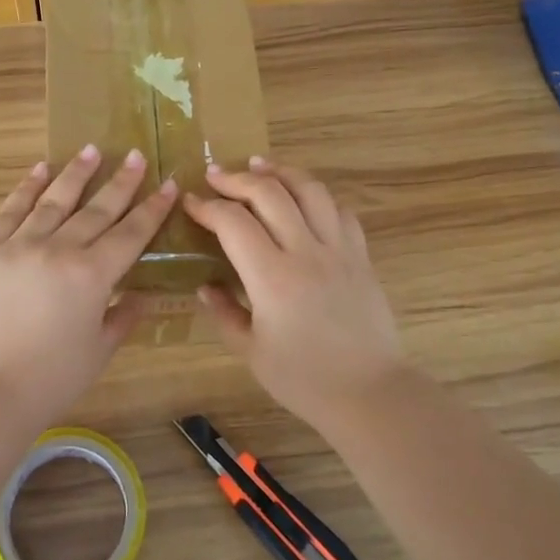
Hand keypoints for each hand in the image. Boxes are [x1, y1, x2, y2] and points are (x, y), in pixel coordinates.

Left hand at [0, 145, 176, 426]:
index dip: (152, 208)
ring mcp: (19, 246)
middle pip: (97, 209)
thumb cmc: (52, 378)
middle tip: (135, 154)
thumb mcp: (100, 349)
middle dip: (120, 181)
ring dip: (75, 174)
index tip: (168, 183)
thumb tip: (143, 294)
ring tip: (91, 150)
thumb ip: (124, 316)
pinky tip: (40, 169)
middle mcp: (58, 250)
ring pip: (53, 200)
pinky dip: (26, 188)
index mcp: (92, 275)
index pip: (131, 233)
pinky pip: (10, 211)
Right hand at [182, 159, 408, 428]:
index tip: (190, 202)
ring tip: (260, 166)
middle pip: (270, 193)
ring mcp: (339, 250)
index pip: (234, 223)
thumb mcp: (252, 351)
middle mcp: (306, 252)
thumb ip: (225, 313)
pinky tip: (304, 200)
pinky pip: (340, 212)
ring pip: (311, 190)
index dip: (207, 207)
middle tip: (216, 176)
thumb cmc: (304, 379)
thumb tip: (206, 286)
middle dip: (237, 178)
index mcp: (272, 278)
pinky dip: (318, 197)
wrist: (369, 392)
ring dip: (281, 172)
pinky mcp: (361, 257)